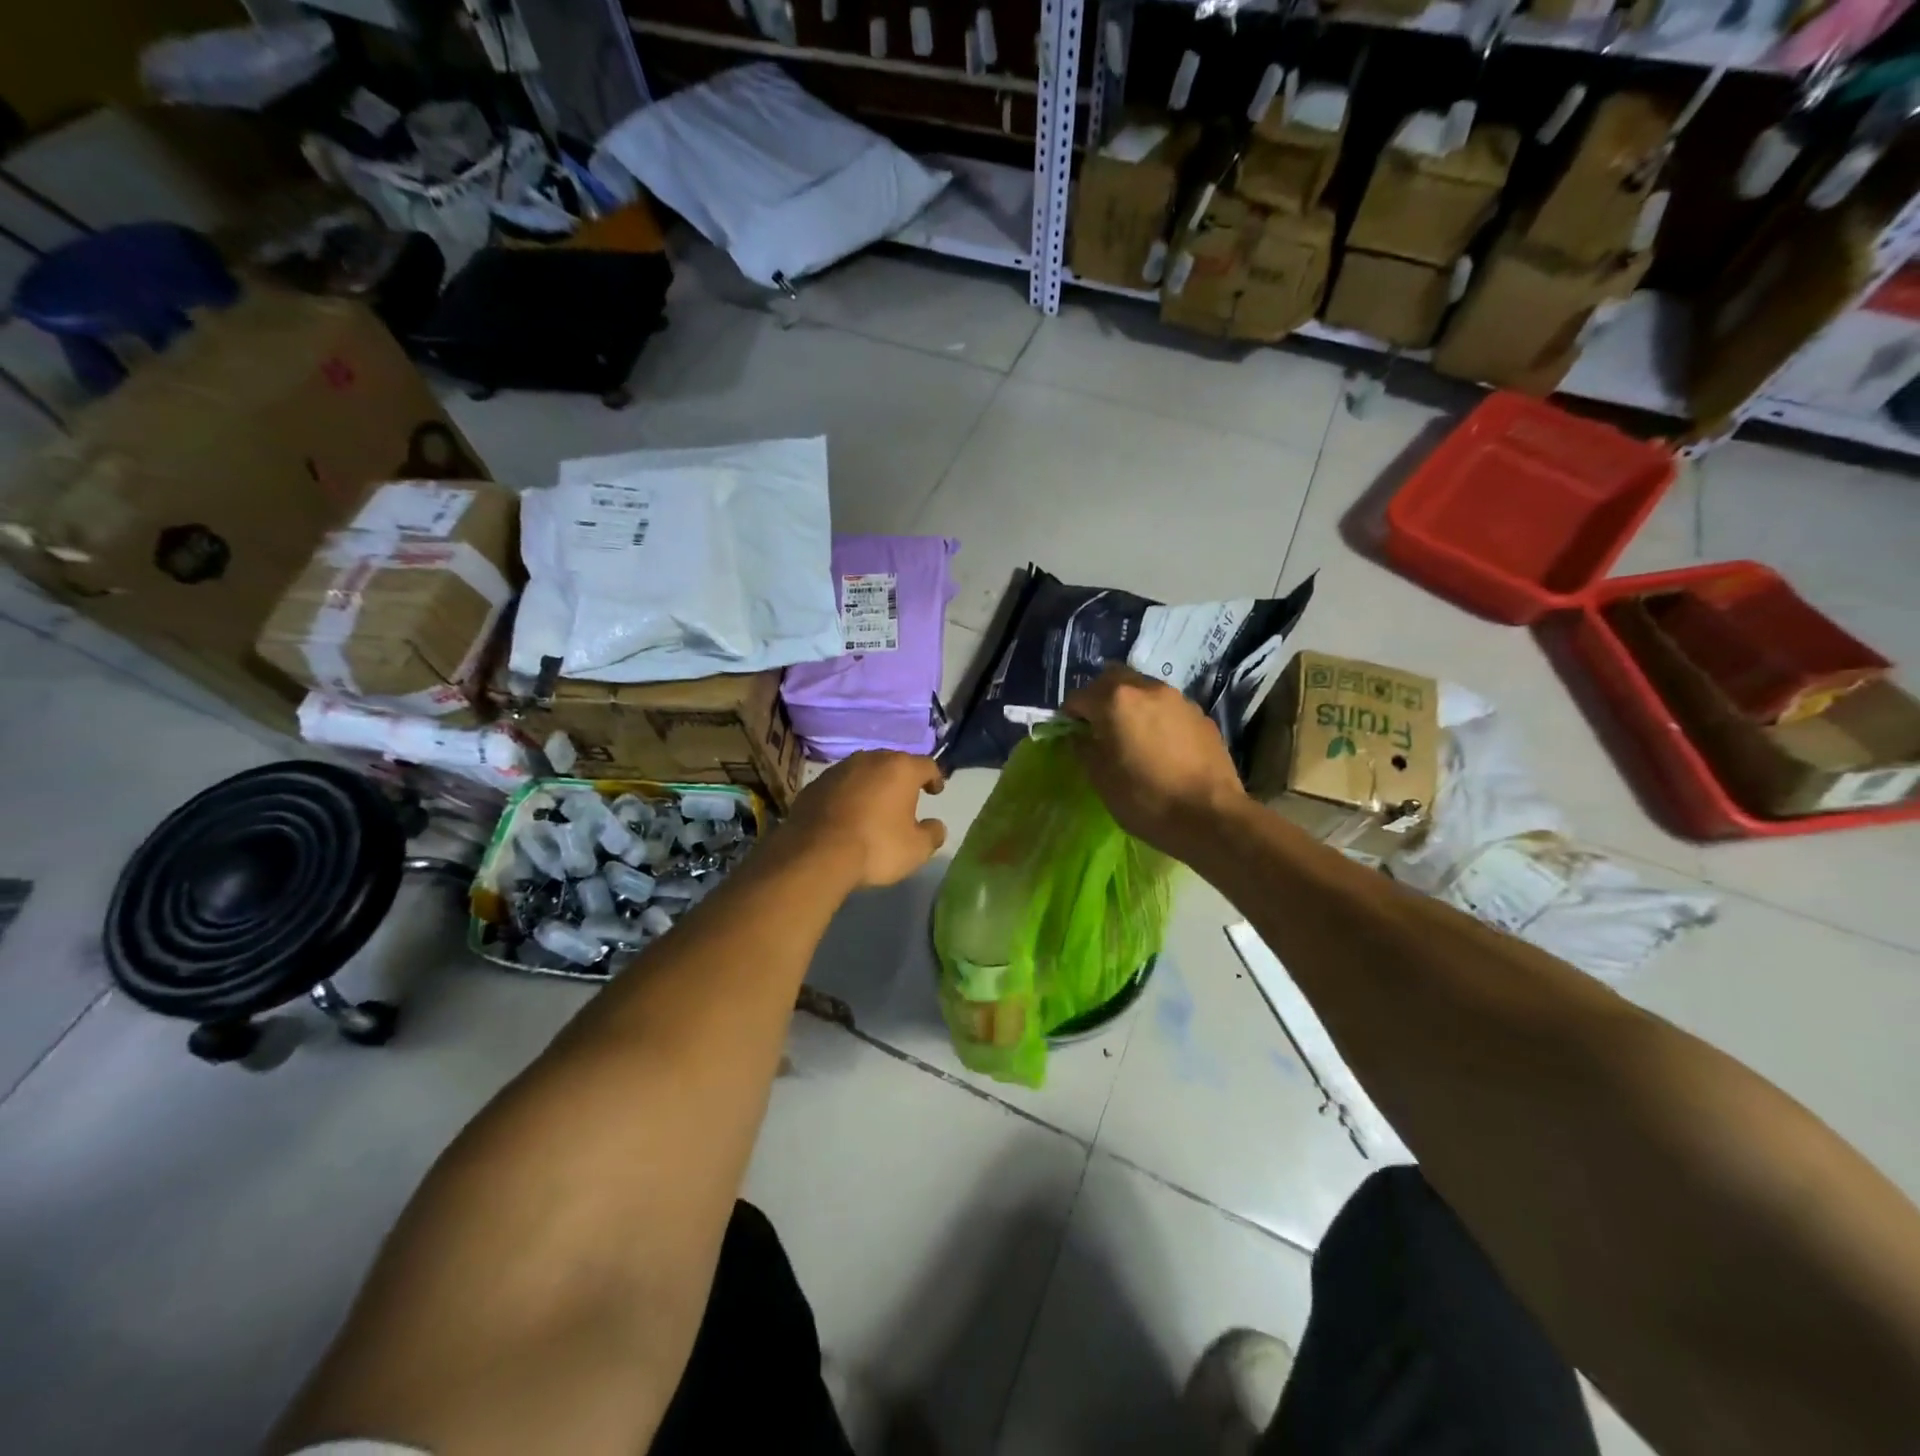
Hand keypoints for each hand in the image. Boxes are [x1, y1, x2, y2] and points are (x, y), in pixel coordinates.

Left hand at [780, 750, 947, 889]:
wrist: (816, 854)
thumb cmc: (876, 847)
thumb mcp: (916, 849)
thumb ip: (932, 834)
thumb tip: (936, 826)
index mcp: (900, 769)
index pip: (927, 765)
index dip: (934, 778)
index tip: (935, 791)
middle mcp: (870, 759)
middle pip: (893, 762)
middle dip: (901, 778)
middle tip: (905, 797)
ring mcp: (839, 769)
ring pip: (864, 771)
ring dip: (872, 784)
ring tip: (875, 805)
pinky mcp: (815, 784)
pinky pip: (840, 785)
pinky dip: (848, 795)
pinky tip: (847, 815)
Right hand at [1062, 665, 1246, 856]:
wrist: (1210, 816)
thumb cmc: (1145, 798)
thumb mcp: (1101, 778)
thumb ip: (1083, 748)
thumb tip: (1079, 736)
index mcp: (1115, 700)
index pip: (1078, 696)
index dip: (1069, 716)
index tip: (1070, 735)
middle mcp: (1147, 688)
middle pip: (1112, 679)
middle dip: (1099, 698)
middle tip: (1097, 727)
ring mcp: (1178, 699)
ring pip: (1143, 689)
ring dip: (1129, 704)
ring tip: (1131, 735)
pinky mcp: (1200, 715)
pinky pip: (1167, 707)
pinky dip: (1155, 716)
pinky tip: (1160, 746)